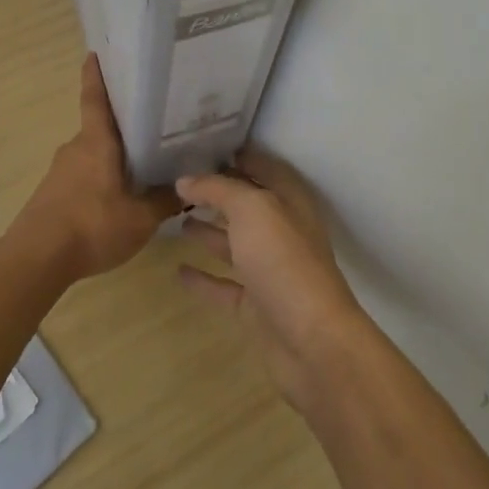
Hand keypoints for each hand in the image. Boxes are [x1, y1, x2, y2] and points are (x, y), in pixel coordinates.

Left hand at [11, 55, 179, 278]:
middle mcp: (76, 148)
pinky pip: (84, 176)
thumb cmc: (91, 226)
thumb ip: (165, 201)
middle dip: (123, 125)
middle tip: (153, 123)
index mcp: (96, 142)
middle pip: (101, 128)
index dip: (96, 75)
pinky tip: (118, 196)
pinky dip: (101, 178)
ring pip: (93, 154)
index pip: (95, 98)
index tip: (96, 53)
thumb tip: (188, 187)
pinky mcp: (53, 194)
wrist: (36, 259)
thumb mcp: (141, 218)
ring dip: (113, 156)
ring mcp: (61, 171)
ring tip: (143, 164)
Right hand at [176, 148, 370, 409]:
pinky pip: (225, 286)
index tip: (201, 146)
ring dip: (208, 231)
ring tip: (176, 218)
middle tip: (178, 181)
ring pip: (234, 244)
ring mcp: (269, 271)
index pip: (261, 168)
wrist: (312, 342)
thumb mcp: (252, 210)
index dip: (236, 155)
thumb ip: (218, 190)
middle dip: (216, 193)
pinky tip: (178, 270)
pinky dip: (203, 278)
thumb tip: (185, 179)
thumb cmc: (284, 262)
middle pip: (246, 205)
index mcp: (289, 202)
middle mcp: (282, 232)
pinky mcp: (256, 307)